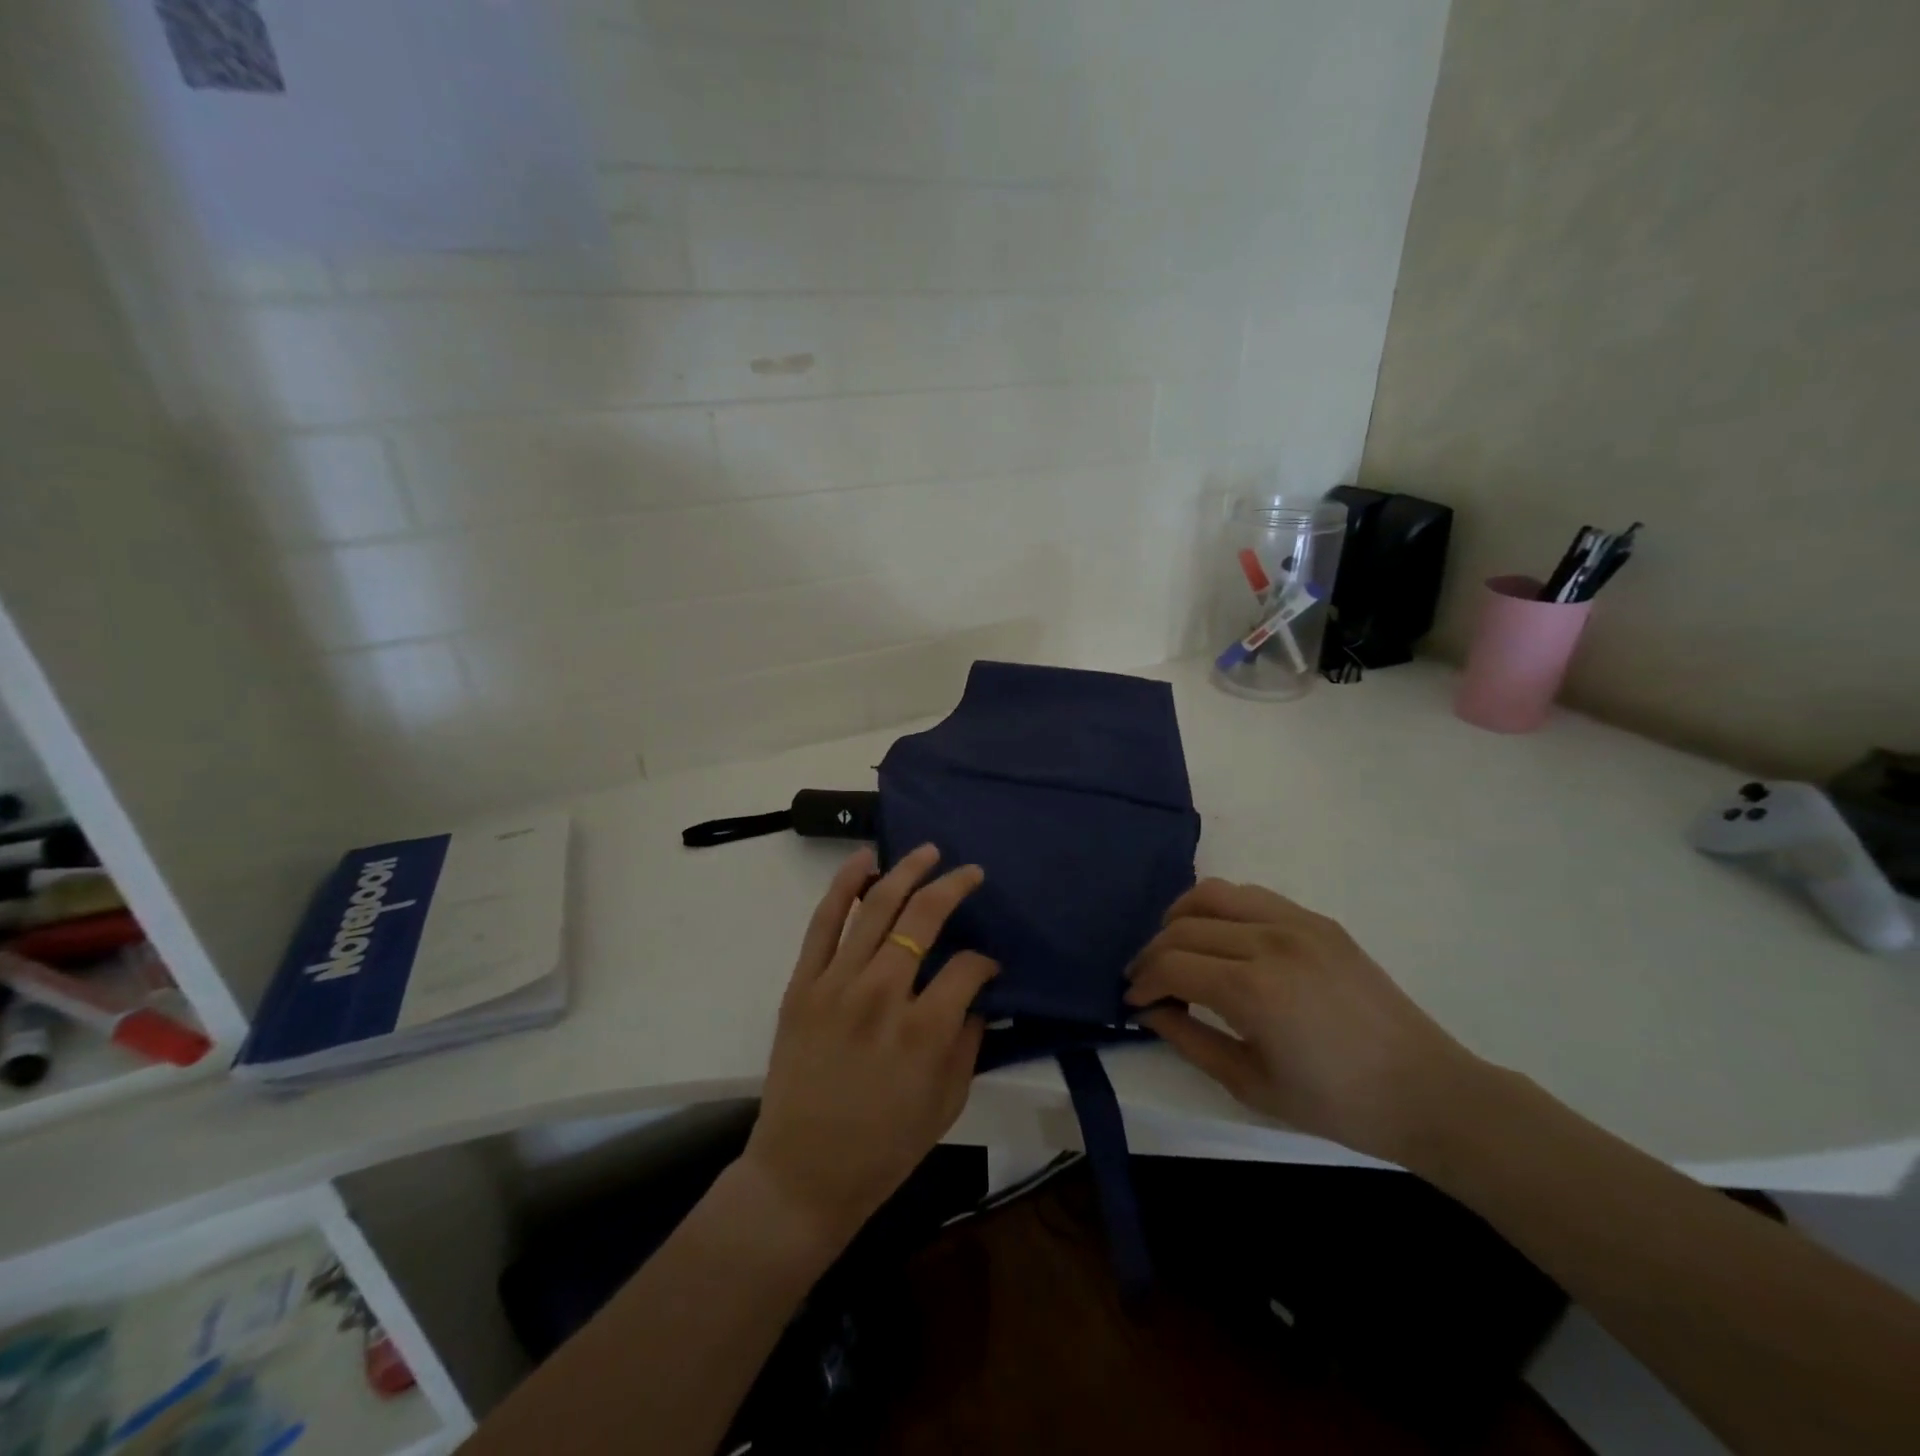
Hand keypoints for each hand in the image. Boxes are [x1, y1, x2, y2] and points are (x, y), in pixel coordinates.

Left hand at [741, 843, 997, 1254]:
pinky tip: (864, 860)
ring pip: (875, 908)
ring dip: (905, 872)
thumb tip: (978, 997)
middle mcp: (882, 995)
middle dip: (954, 887)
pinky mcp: (802, 985)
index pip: (967, 967)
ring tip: (927, 851)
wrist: (802, 1175)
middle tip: (971, 873)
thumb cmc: (883, 1149)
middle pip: (923, 918)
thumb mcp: (947, 1104)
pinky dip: (843, 886)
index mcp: (924, 1032)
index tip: (988, 966)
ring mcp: (836, 985)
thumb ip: (969, 1043)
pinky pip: (823, 923)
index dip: (985, 961)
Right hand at [1125, 879, 1481, 1164]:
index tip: (1132, 1001)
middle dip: (1153, 953)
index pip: (1171, 963)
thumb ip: (1188, 1039)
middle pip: (1184, 926)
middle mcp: (1270, 940)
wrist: (1427, 1092)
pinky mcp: (1317, 919)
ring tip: (1176, 948)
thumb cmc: (1336, 1103)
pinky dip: (1220, 910)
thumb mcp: (1250, 1084)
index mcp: (1254, 989)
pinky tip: (1221, 940)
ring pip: (1213, 893)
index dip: (1143, 981)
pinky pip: (1250, 895)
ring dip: (1181, 917)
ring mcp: (1297, 922)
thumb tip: (1149, 1009)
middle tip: (1148, 982)